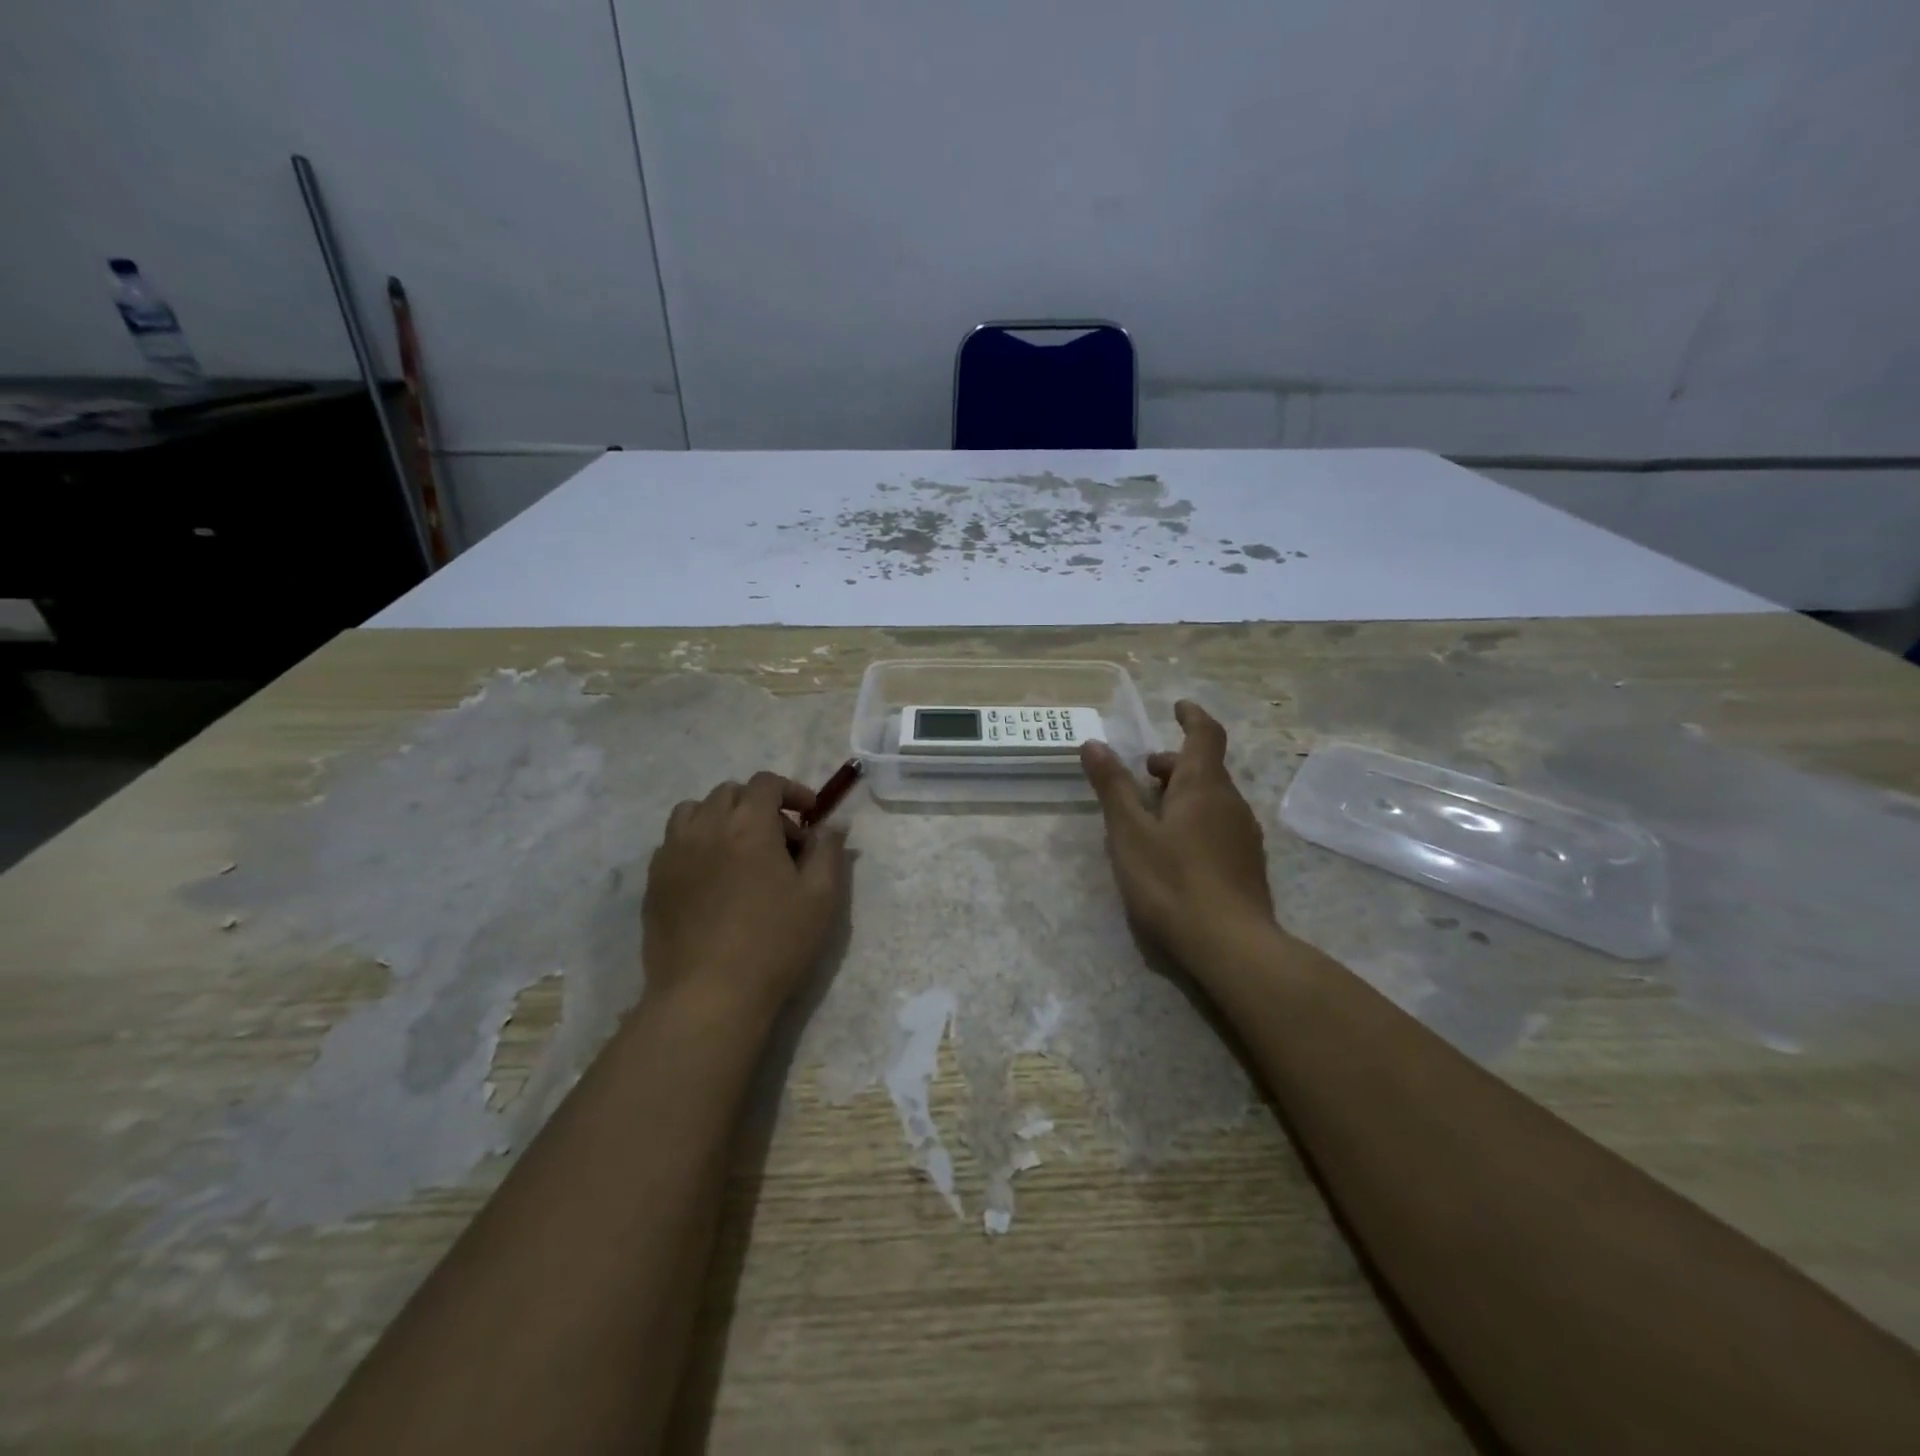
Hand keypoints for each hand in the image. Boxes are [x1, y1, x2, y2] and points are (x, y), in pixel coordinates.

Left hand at [642, 772, 847, 1020]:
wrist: (708, 995)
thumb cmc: (774, 943)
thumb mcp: (821, 897)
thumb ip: (828, 850)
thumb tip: (832, 824)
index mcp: (749, 825)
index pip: (766, 783)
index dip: (792, 791)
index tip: (809, 816)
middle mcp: (706, 827)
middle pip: (730, 792)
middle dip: (759, 805)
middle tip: (780, 841)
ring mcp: (673, 853)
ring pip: (694, 811)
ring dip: (721, 818)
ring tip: (739, 850)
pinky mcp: (654, 881)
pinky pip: (673, 842)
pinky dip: (695, 843)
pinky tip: (711, 877)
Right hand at [1080, 701, 1274, 967]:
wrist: (1231, 945)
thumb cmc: (1172, 882)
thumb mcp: (1130, 833)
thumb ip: (1113, 787)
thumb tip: (1093, 743)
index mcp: (1204, 787)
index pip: (1205, 735)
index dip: (1192, 716)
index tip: (1177, 706)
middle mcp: (1231, 803)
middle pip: (1204, 769)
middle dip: (1173, 764)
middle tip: (1142, 774)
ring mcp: (1244, 835)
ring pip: (1211, 799)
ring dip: (1182, 794)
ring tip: (1149, 813)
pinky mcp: (1247, 864)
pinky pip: (1218, 825)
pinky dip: (1194, 819)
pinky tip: (1174, 849)